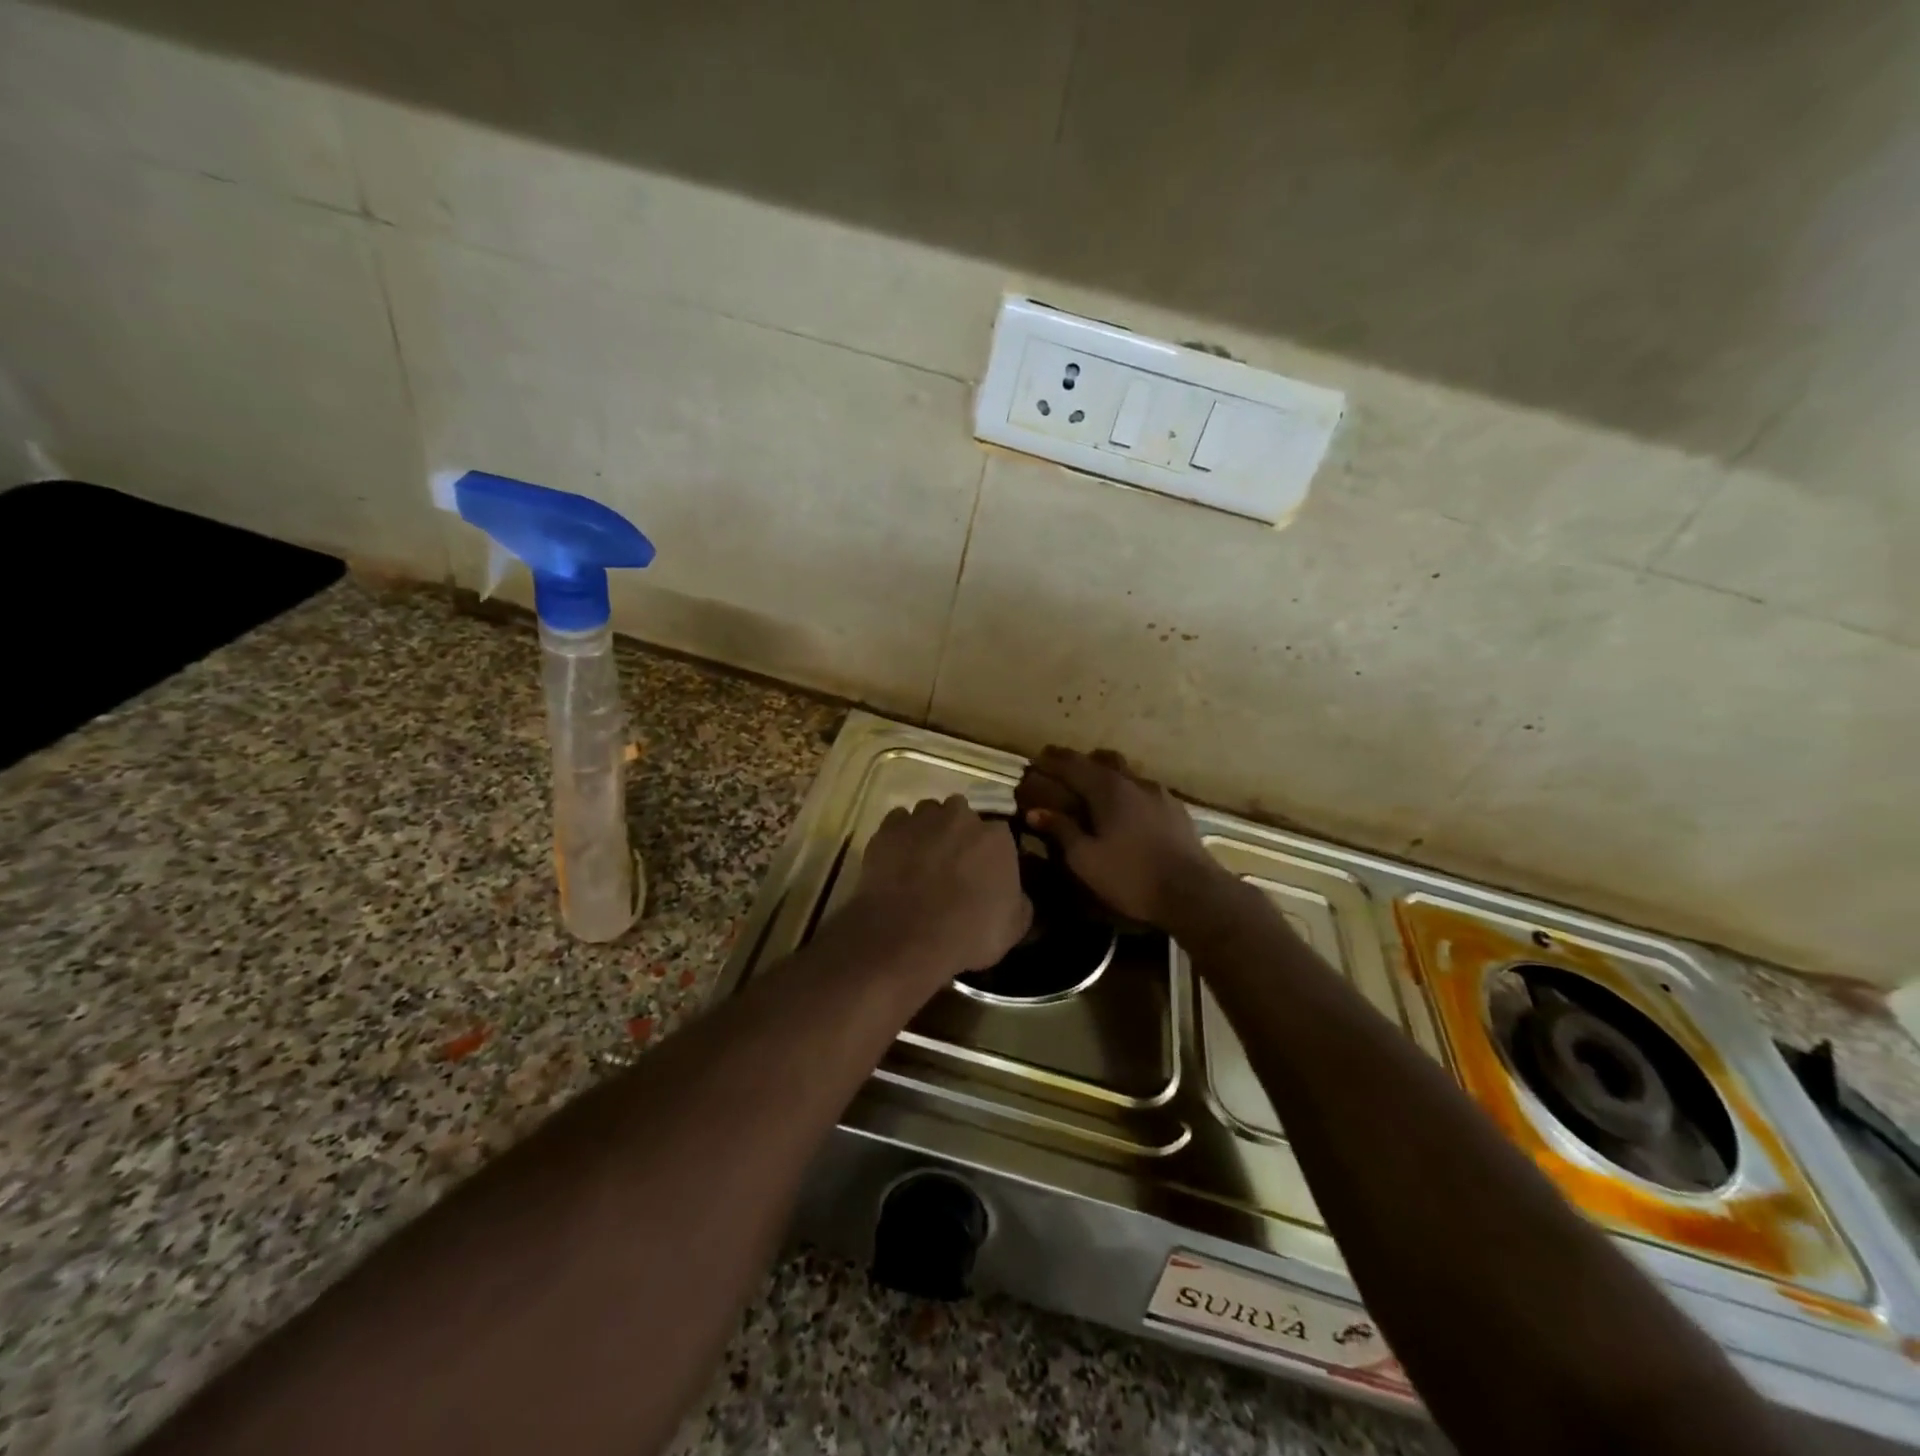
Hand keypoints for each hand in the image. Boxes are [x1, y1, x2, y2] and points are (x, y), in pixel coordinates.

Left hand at [849, 795, 1031, 980]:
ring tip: (922, 860)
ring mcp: (921, 819)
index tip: (985, 871)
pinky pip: (898, 823)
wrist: (907, 937)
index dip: (990, 852)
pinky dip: (900, 836)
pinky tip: (898, 860)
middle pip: (962, 815)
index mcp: (996, 837)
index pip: (999, 833)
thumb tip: (1016, 894)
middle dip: (959, 833)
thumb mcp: (1014, 926)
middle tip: (953, 864)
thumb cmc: (969, 933)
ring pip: (928, 814)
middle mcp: (960, 817)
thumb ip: (1019, 900)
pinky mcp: (888, 829)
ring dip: (929, 830)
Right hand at [1015, 748, 1225, 929]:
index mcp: (1108, 788)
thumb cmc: (1131, 876)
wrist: (1194, 893)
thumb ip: (1061, 830)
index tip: (1036, 759)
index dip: (1052, 760)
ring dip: (1107, 777)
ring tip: (1094, 794)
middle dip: (1081, 763)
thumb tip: (1036, 811)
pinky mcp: (1176, 810)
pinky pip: (1143, 791)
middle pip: (1103, 760)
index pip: (1073, 764)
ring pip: (1127, 774)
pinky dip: (1127, 794)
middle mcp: (1134, 782)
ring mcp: (1159, 794)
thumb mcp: (1086, 859)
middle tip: (1064, 773)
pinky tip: (1126, 814)